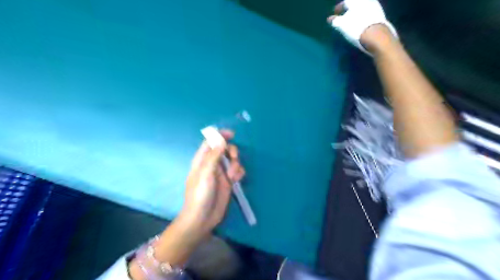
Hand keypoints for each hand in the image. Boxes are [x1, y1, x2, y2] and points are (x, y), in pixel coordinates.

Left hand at [178, 130, 245, 236]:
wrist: (202, 218)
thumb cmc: (199, 195)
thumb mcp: (206, 174)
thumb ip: (214, 156)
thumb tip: (221, 140)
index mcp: (202, 160)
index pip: (210, 142)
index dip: (220, 136)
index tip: (232, 134)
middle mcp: (212, 164)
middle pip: (225, 149)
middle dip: (232, 152)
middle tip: (233, 159)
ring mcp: (221, 173)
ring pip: (233, 160)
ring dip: (236, 164)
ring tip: (233, 176)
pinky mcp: (228, 181)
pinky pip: (237, 171)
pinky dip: (239, 173)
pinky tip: (236, 180)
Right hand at [329, 0, 398, 54]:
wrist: (376, 36)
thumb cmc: (356, 28)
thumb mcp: (341, 25)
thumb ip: (335, 21)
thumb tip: (330, 19)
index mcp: (355, 1)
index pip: (345, 2)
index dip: (339, 8)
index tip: (335, 15)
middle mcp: (366, 1)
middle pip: (355, 4)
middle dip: (349, 10)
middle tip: (343, 18)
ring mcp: (375, 6)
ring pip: (362, 8)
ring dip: (356, 14)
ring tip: (351, 23)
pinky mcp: (381, 15)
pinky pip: (369, 14)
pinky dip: (363, 18)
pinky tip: (360, 25)